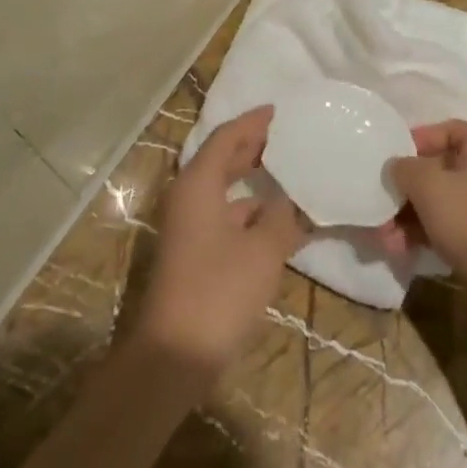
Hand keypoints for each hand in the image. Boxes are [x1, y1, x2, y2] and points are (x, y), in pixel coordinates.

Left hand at [134, 107, 307, 384]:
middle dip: (254, 146)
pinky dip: (250, 210)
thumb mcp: (262, 251)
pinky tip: (277, 220)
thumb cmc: (218, 292)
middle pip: (222, 159)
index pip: (227, 137)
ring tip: (290, 173)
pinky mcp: (193, 253)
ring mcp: (188, 227)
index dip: (254, 122)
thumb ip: (283, 218)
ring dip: (253, 180)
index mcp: (198, 184)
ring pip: (224, 189)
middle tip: (289, 137)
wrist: (173, 356)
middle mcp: (188, 197)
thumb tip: (293, 200)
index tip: (280, 110)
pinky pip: (225, 216)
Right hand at [380, 120, 466, 298]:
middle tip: (378, 207)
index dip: (412, 142)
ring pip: (440, 201)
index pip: (442, 130)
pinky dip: (425, 233)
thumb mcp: (429, 186)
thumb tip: (396, 167)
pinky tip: (400, 250)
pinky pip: (449, 225)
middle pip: (437, 169)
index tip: (388, 161)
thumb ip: (404, 168)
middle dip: (404, 190)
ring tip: (383, 238)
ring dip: (408, 216)